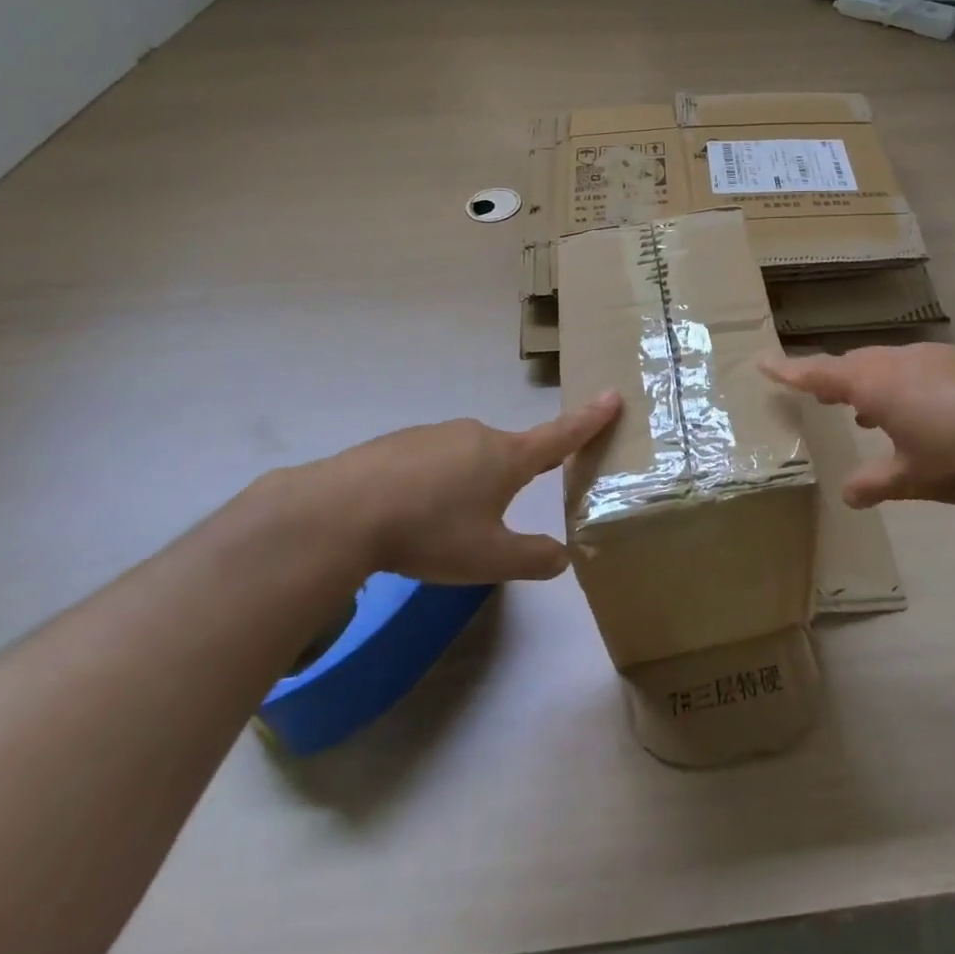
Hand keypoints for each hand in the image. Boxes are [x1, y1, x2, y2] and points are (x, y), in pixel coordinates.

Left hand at [273, 393, 620, 582]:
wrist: (341, 512)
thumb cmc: (430, 532)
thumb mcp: (489, 558)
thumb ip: (533, 558)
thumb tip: (562, 557)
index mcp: (508, 457)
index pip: (562, 435)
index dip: (591, 419)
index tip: (614, 395)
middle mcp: (477, 435)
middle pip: (511, 453)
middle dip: (513, 478)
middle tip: (493, 518)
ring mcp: (436, 434)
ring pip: (468, 458)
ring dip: (468, 485)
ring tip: (441, 527)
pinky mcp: (399, 442)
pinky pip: (431, 461)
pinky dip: (432, 484)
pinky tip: (408, 514)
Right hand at [763, 345, 954, 507]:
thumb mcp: (912, 479)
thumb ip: (875, 483)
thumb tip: (848, 494)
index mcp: (876, 385)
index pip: (820, 373)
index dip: (790, 370)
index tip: (764, 362)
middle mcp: (899, 361)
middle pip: (853, 364)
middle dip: (832, 378)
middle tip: (816, 394)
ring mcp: (934, 357)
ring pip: (886, 363)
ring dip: (869, 382)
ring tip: (864, 410)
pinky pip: (915, 367)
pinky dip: (901, 384)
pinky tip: (916, 410)